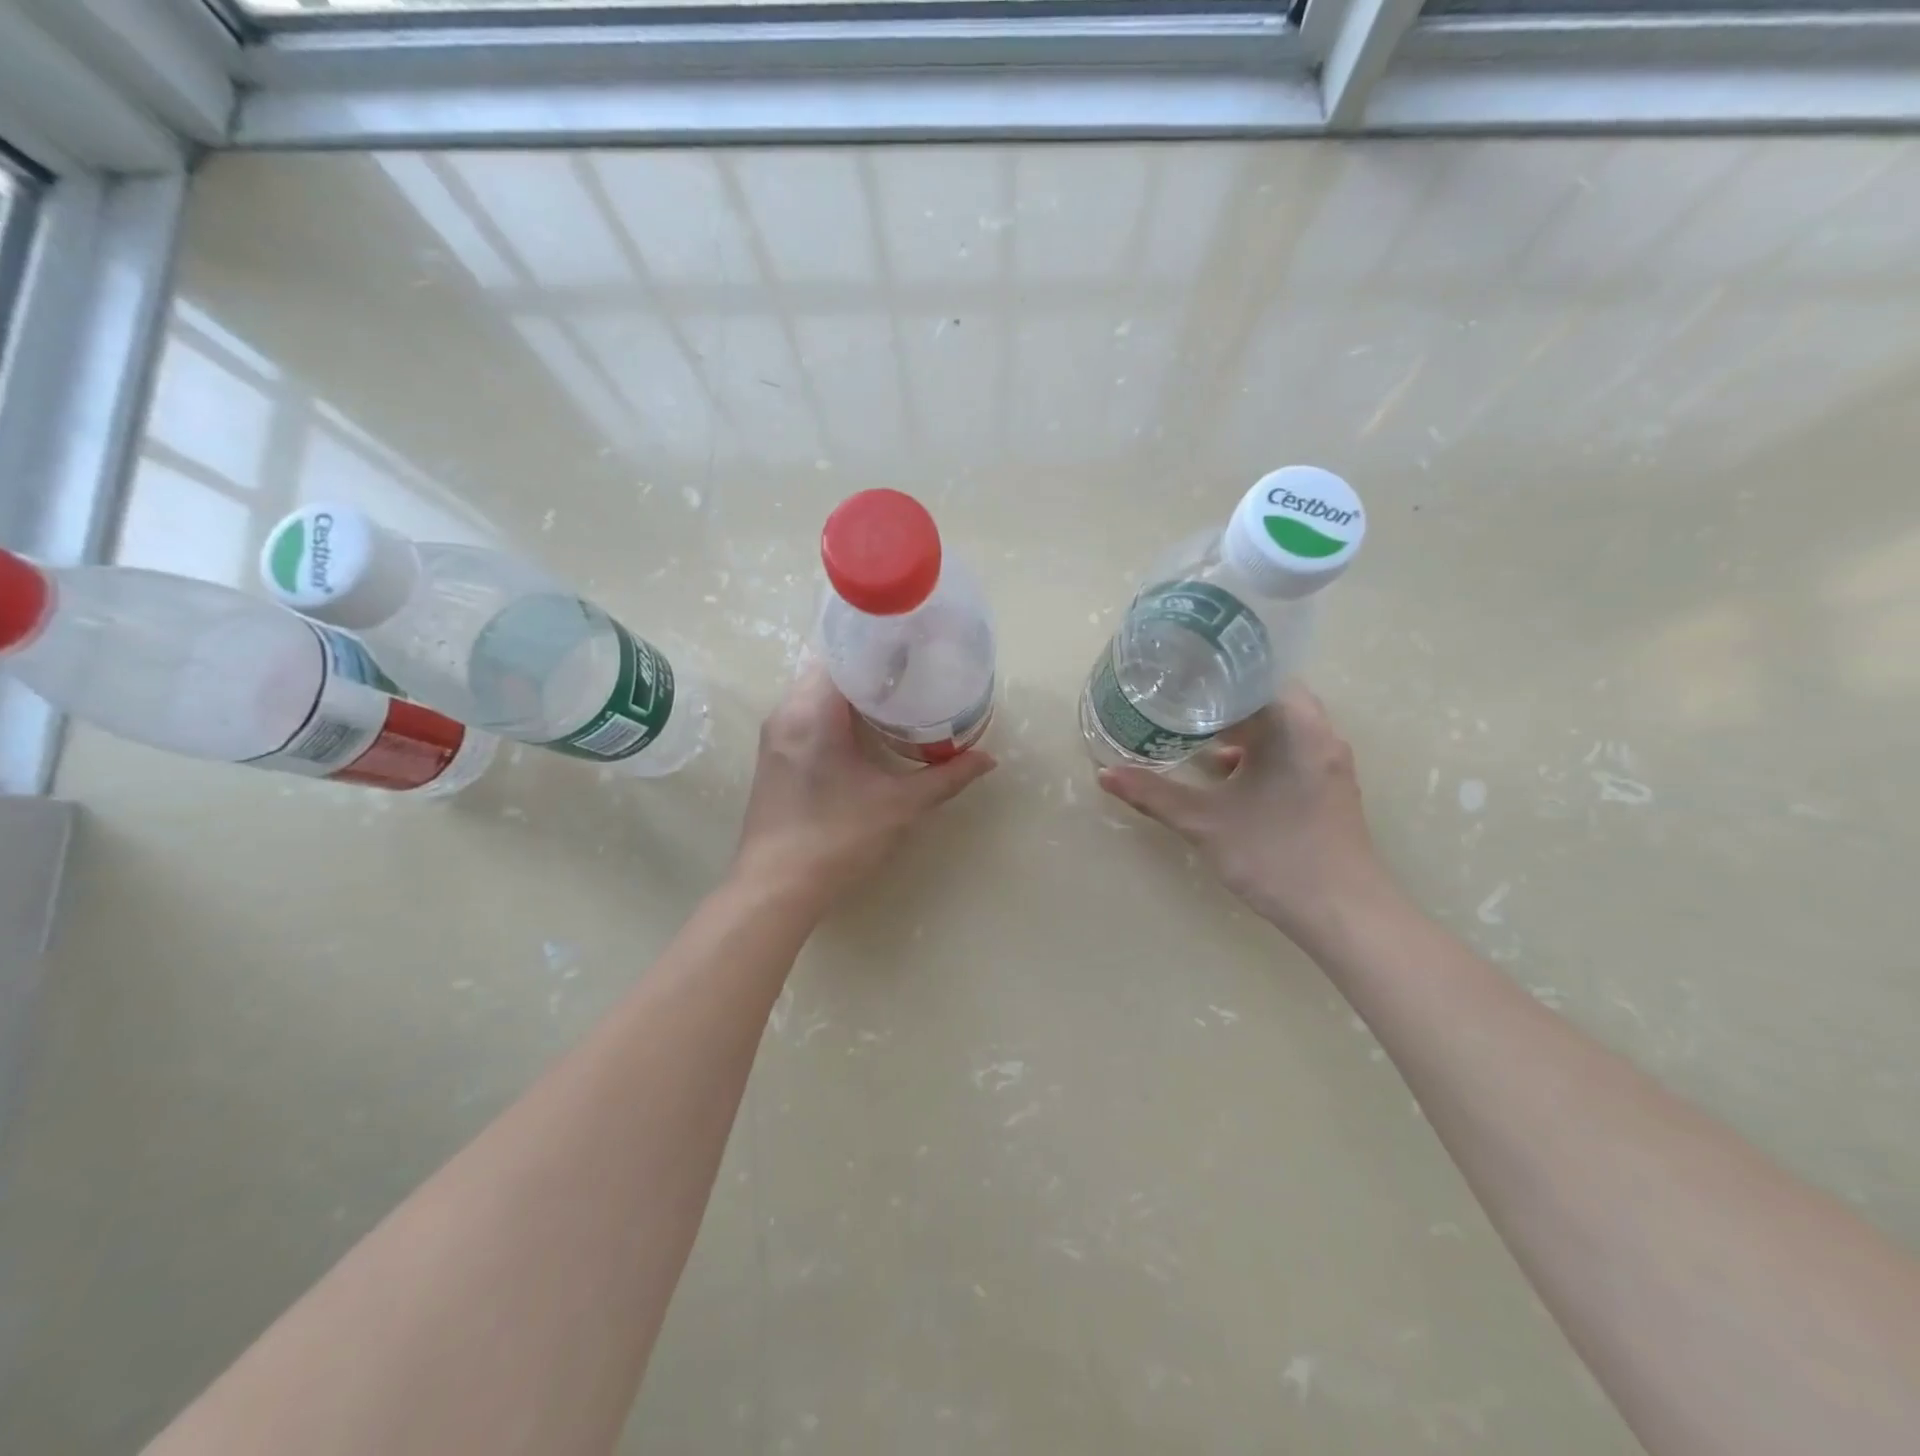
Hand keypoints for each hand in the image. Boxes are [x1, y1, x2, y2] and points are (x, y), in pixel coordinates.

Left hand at [733, 666, 996, 914]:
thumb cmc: (838, 838)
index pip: (844, 655)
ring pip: (814, 693)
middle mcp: (786, 713)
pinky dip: (834, 712)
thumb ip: (946, 777)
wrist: (776, 888)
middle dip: (870, 670)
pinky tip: (863, 731)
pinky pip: (805, 715)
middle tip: (913, 675)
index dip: (880, 648)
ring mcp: (774, 735)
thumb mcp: (900, 805)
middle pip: (829, 670)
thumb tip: (988, 759)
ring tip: (895, 699)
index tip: (914, 651)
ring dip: (851, 693)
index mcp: (812, 711)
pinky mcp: (773, 757)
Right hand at [1096, 684, 1388, 945]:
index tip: (1180, 673)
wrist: (1343, 913)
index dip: (1217, 671)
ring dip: (1240, 726)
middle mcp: (1319, 735)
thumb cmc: (1275, 855)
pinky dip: (1257, 749)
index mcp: (1296, 728)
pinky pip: (1288, 748)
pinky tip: (1223, 770)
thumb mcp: (1205, 823)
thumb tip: (1104, 774)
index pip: (1257, 676)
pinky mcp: (1327, 785)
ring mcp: (1327, 761)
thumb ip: (1153, 795)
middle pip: (1268, 698)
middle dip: (1223, 699)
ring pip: (1279, 725)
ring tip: (1192, 728)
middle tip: (1177, 697)